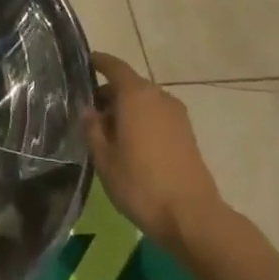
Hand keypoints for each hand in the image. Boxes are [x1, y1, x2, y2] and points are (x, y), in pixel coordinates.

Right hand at [86, 53, 225, 253]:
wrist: (192, 217)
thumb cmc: (140, 184)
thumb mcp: (104, 158)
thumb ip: (93, 129)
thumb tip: (90, 110)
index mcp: (136, 95)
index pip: (115, 67)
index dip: (99, 62)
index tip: (86, 62)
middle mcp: (159, 97)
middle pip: (130, 85)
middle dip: (110, 94)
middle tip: (89, 111)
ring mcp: (177, 116)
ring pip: (145, 102)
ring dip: (126, 110)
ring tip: (108, 132)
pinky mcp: (187, 134)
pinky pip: (157, 116)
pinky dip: (142, 121)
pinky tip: (130, 145)